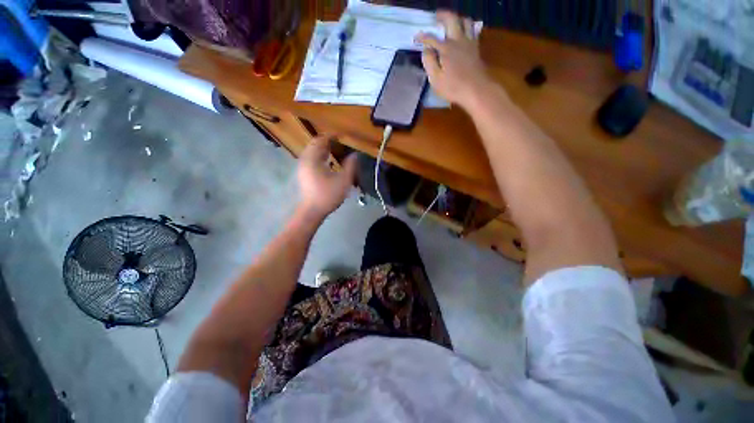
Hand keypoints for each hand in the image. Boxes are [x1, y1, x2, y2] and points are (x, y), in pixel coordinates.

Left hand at [297, 136, 356, 219]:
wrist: (313, 211)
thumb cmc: (328, 195)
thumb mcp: (343, 180)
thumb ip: (350, 165)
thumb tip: (355, 154)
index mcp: (313, 159)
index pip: (320, 140)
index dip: (332, 136)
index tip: (343, 136)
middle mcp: (305, 159)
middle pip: (315, 144)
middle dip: (328, 141)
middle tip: (341, 143)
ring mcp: (303, 166)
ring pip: (312, 151)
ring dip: (324, 148)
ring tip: (337, 150)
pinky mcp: (304, 173)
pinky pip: (311, 158)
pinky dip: (320, 155)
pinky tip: (329, 161)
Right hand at [416, 11, 493, 107]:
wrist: (476, 90)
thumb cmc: (453, 87)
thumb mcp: (436, 79)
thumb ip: (429, 63)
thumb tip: (425, 50)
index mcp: (445, 49)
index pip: (431, 38)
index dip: (423, 36)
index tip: (416, 37)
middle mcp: (458, 40)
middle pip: (451, 20)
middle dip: (442, 15)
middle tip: (436, 17)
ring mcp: (469, 43)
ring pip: (465, 22)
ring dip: (457, 18)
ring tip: (451, 22)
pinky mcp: (476, 48)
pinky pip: (473, 31)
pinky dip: (467, 27)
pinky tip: (464, 32)